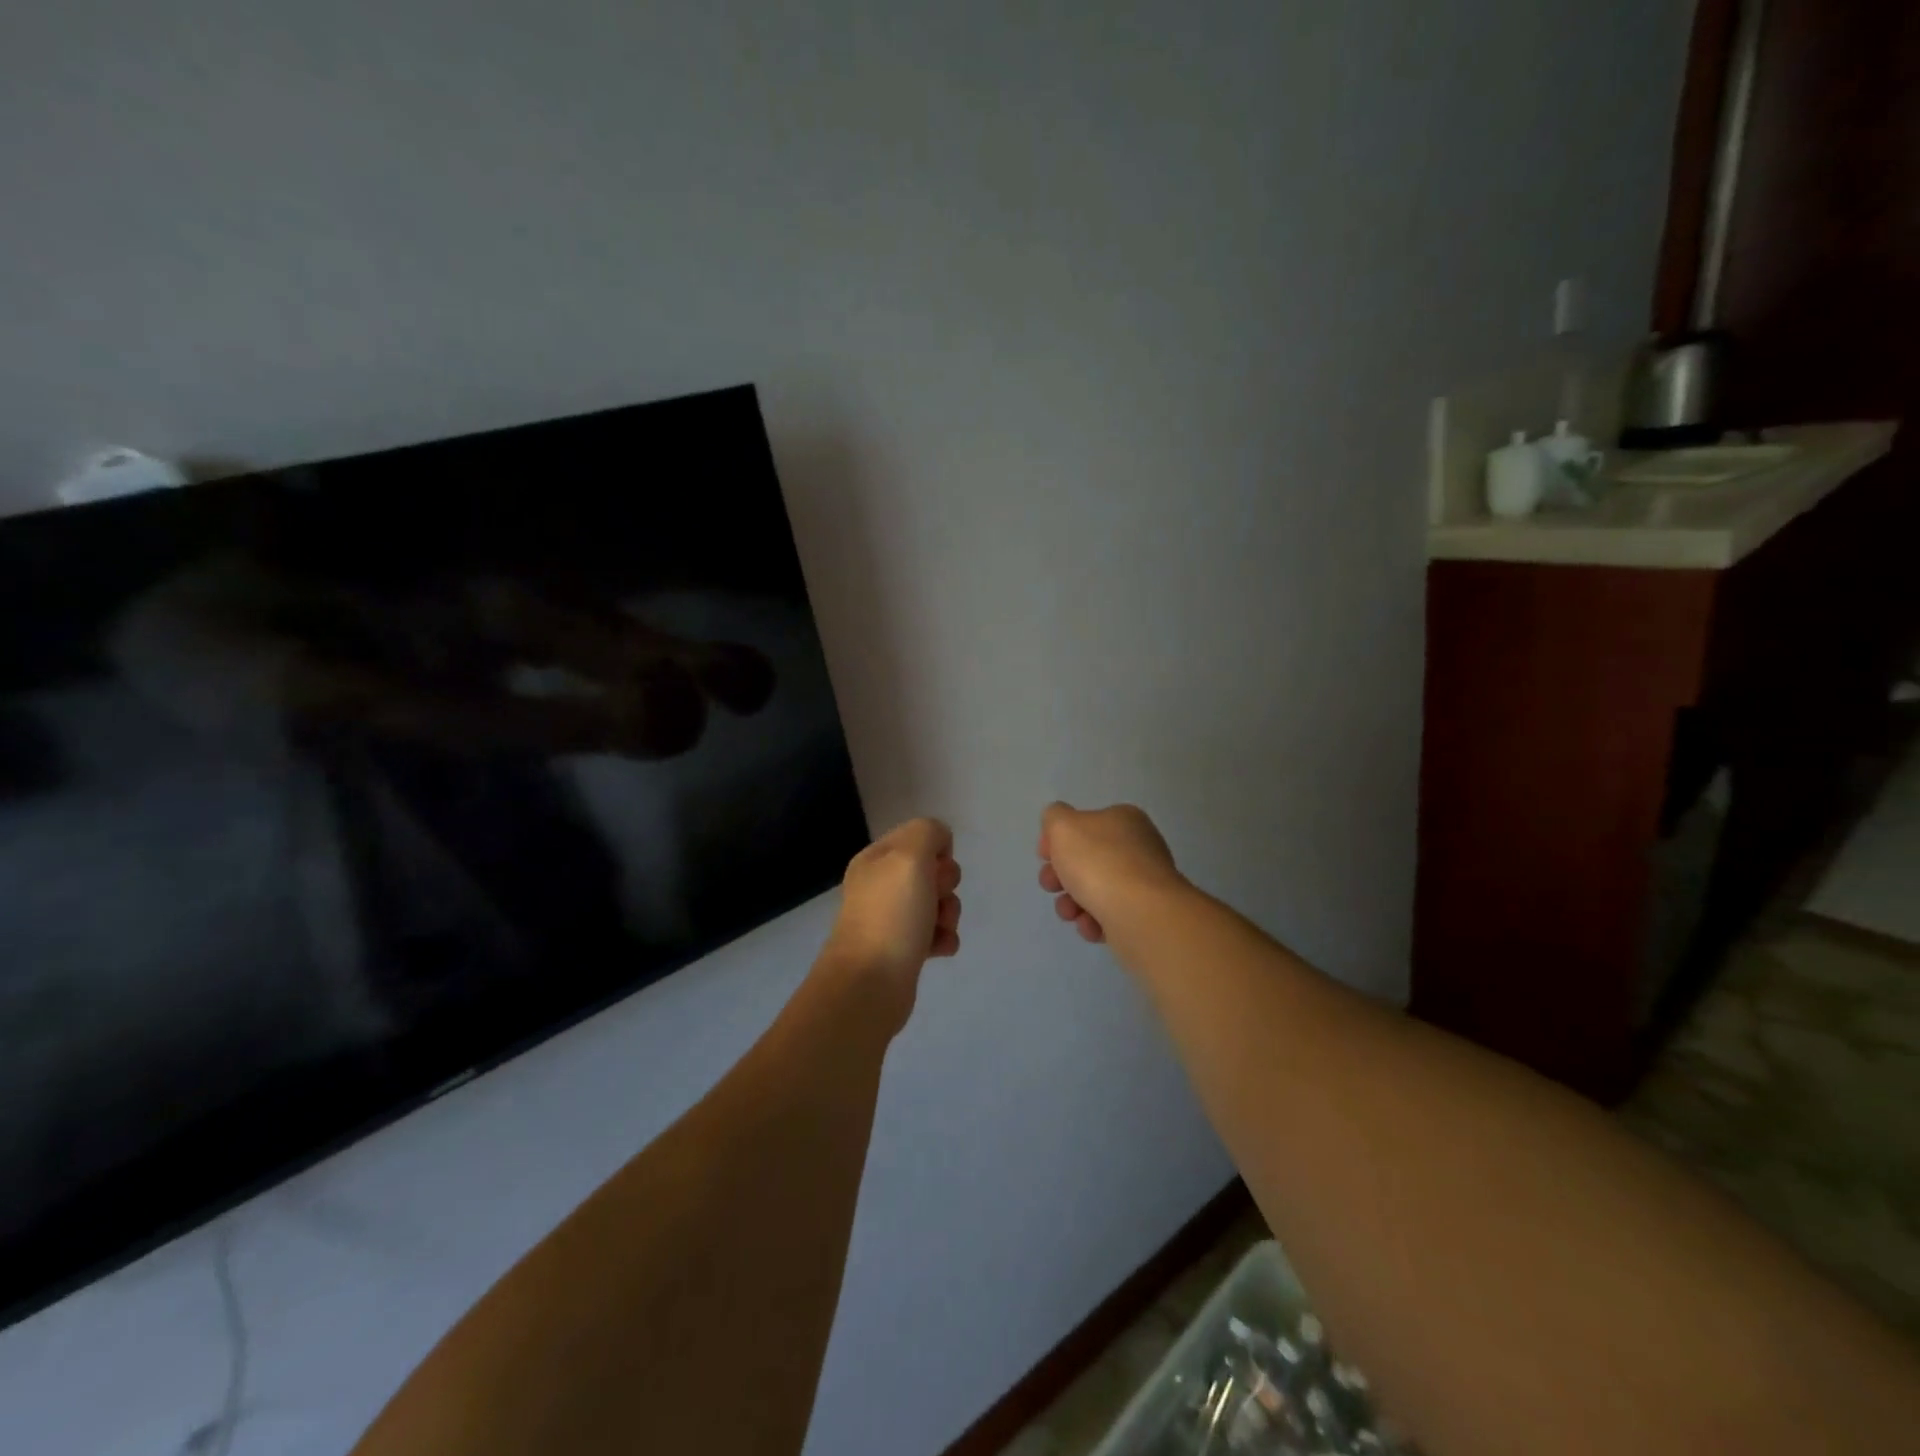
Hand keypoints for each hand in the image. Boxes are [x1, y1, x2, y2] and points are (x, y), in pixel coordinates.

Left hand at [823, 819, 962, 1019]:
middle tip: (934, 901)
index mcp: (876, 859)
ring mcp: (890, 919)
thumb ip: (928, 832)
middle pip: (932, 870)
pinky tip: (938, 950)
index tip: (933, 870)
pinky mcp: (902, 950)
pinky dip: (943, 939)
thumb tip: (939, 844)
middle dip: (945, 885)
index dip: (937, 851)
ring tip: (938, 930)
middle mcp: (880, 885)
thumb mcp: (909, 855)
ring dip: (948, 914)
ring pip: (937, 903)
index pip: (919, 836)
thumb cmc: (891, 915)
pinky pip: (935, 934)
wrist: (870, 984)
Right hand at [1037, 801, 1182, 943]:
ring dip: (1072, 902)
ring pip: (1094, 890)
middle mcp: (1137, 847)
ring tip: (1070, 913)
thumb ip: (1054, 817)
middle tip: (1051, 886)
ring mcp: (1143, 883)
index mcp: (1123, 819)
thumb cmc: (1099, 863)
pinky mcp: (1144, 915)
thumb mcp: (1063, 826)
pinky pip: (1109, 916)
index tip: (1043, 857)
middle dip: (1060, 875)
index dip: (1056, 840)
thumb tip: (1059, 827)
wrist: (1140, 914)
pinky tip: (1091, 926)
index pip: (1082, 824)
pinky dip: (1094, 922)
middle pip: (1085, 859)